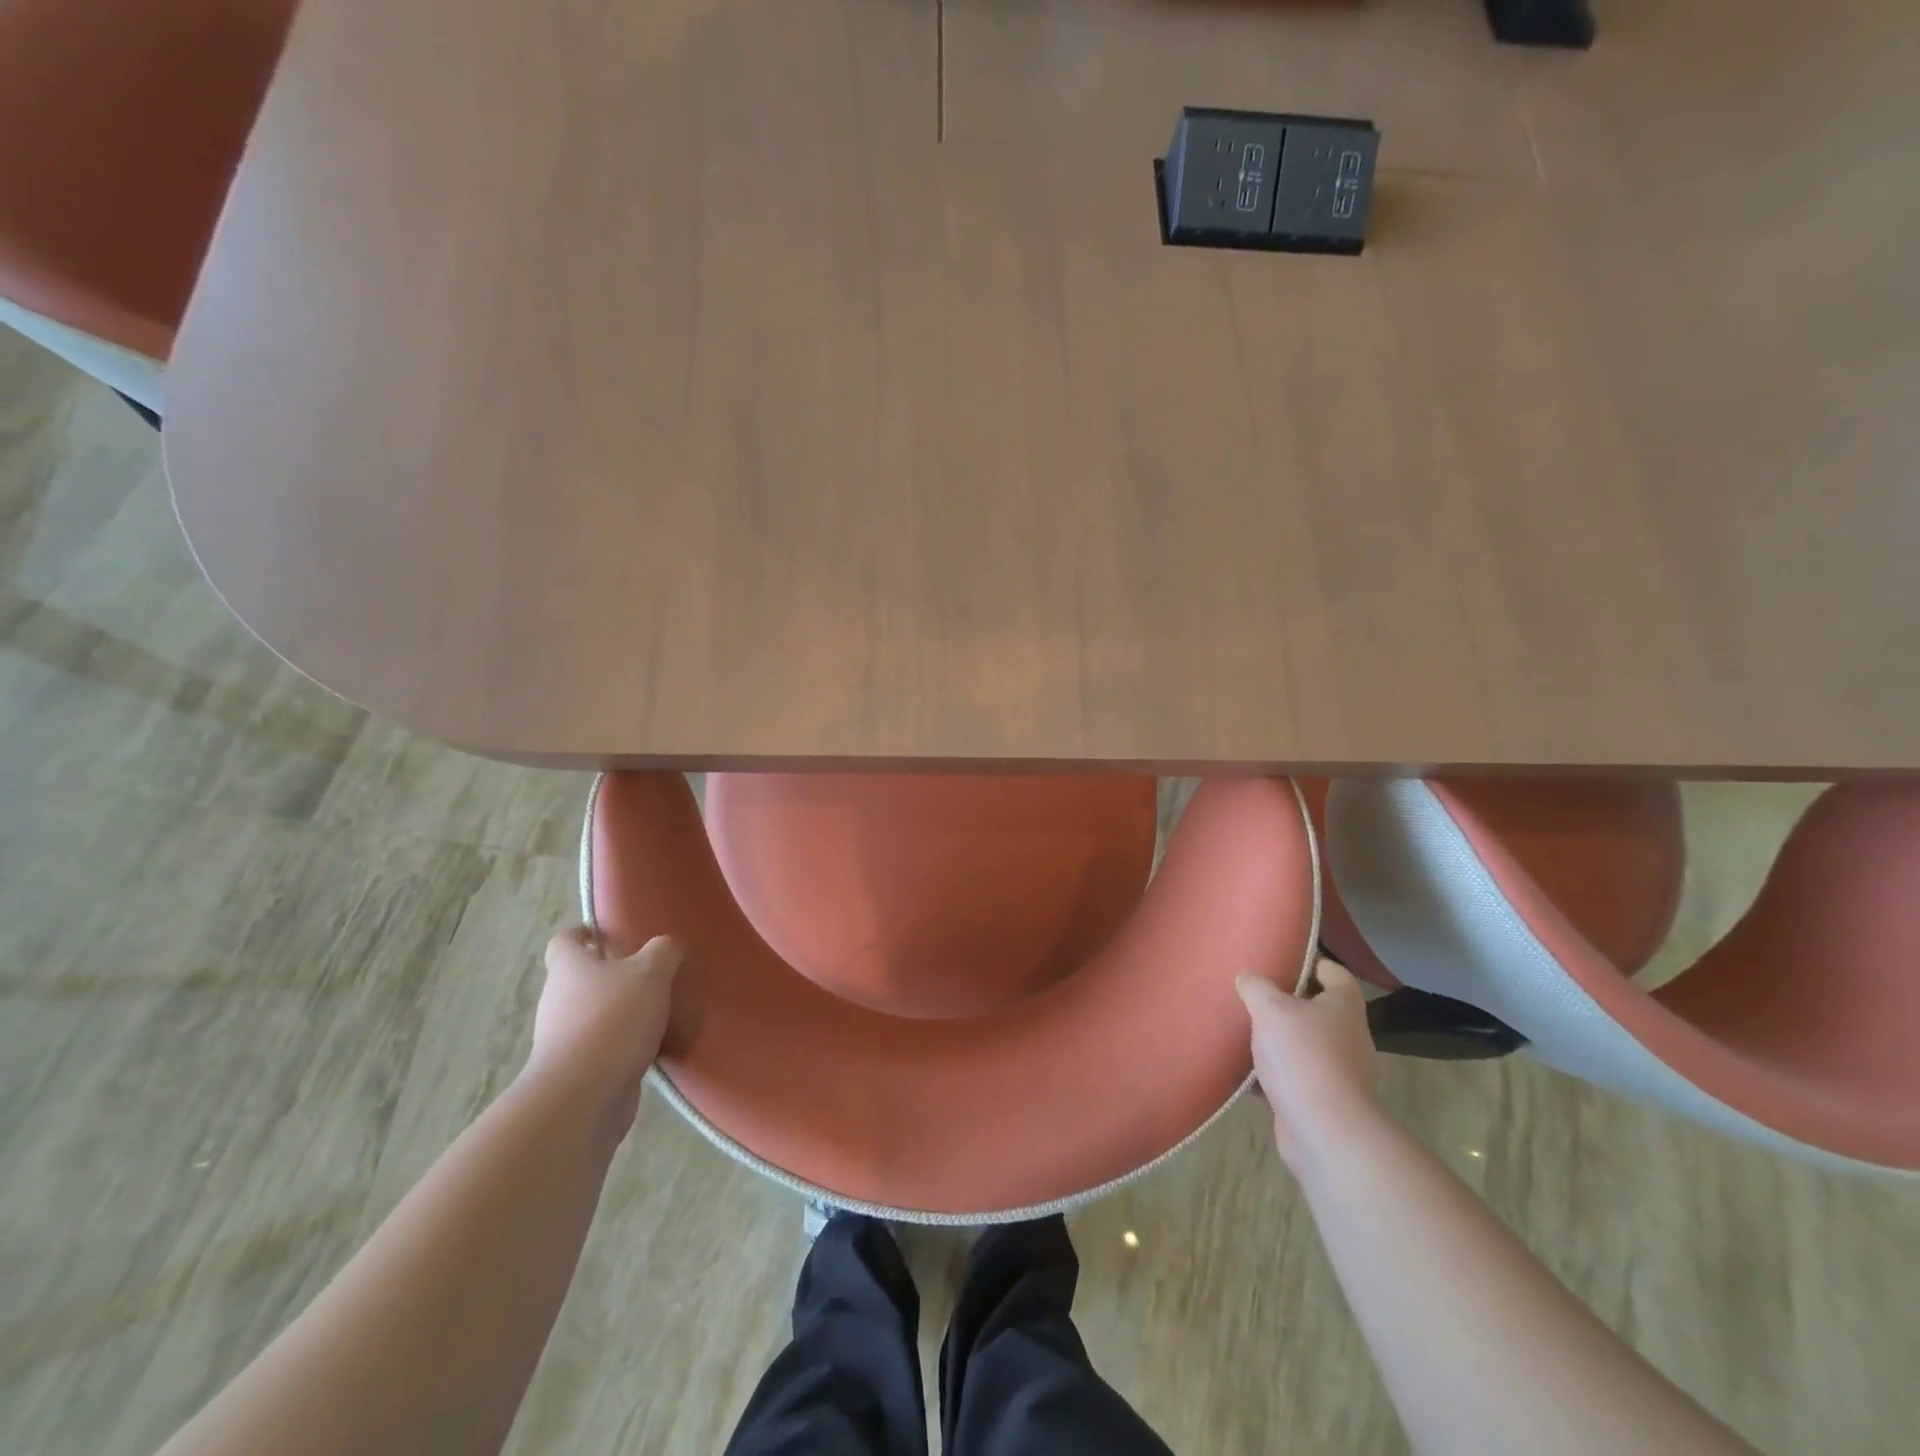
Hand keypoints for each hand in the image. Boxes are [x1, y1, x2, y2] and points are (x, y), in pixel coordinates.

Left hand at [526, 927, 680, 1128]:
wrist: (582, 1096)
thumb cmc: (613, 1019)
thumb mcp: (651, 972)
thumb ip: (663, 952)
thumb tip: (667, 947)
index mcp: (569, 967)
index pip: (565, 940)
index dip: (585, 933)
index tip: (612, 934)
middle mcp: (558, 999)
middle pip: (580, 977)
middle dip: (611, 973)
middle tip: (650, 972)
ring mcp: (563, 1038)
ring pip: (592, 1013)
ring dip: (619, 1010)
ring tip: (658, 1010)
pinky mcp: (576, 1070)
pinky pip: (602, 1046)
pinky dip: (623, 1043)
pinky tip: (653, 1045)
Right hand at [1238, 959, 1380, 1171]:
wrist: (1325, 1130)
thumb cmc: (1302, 1056)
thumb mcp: (1270, 1009)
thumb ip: (1257, 987)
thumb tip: (1249, 977)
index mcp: (1343, 1006)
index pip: (1335, 973)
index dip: (1312, 962)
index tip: (1283, 959)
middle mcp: (1348, 1036)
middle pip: (1318, 1010)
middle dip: (1287, 1003)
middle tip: (1254, 995)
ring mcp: (1340, 1072)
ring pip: (1304, 1045)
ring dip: (1279, 1040)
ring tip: (1245, 1031)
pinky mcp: (1324, 1101)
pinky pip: (1295, 1077)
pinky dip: (1274, 1073)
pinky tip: (1246, 1071)